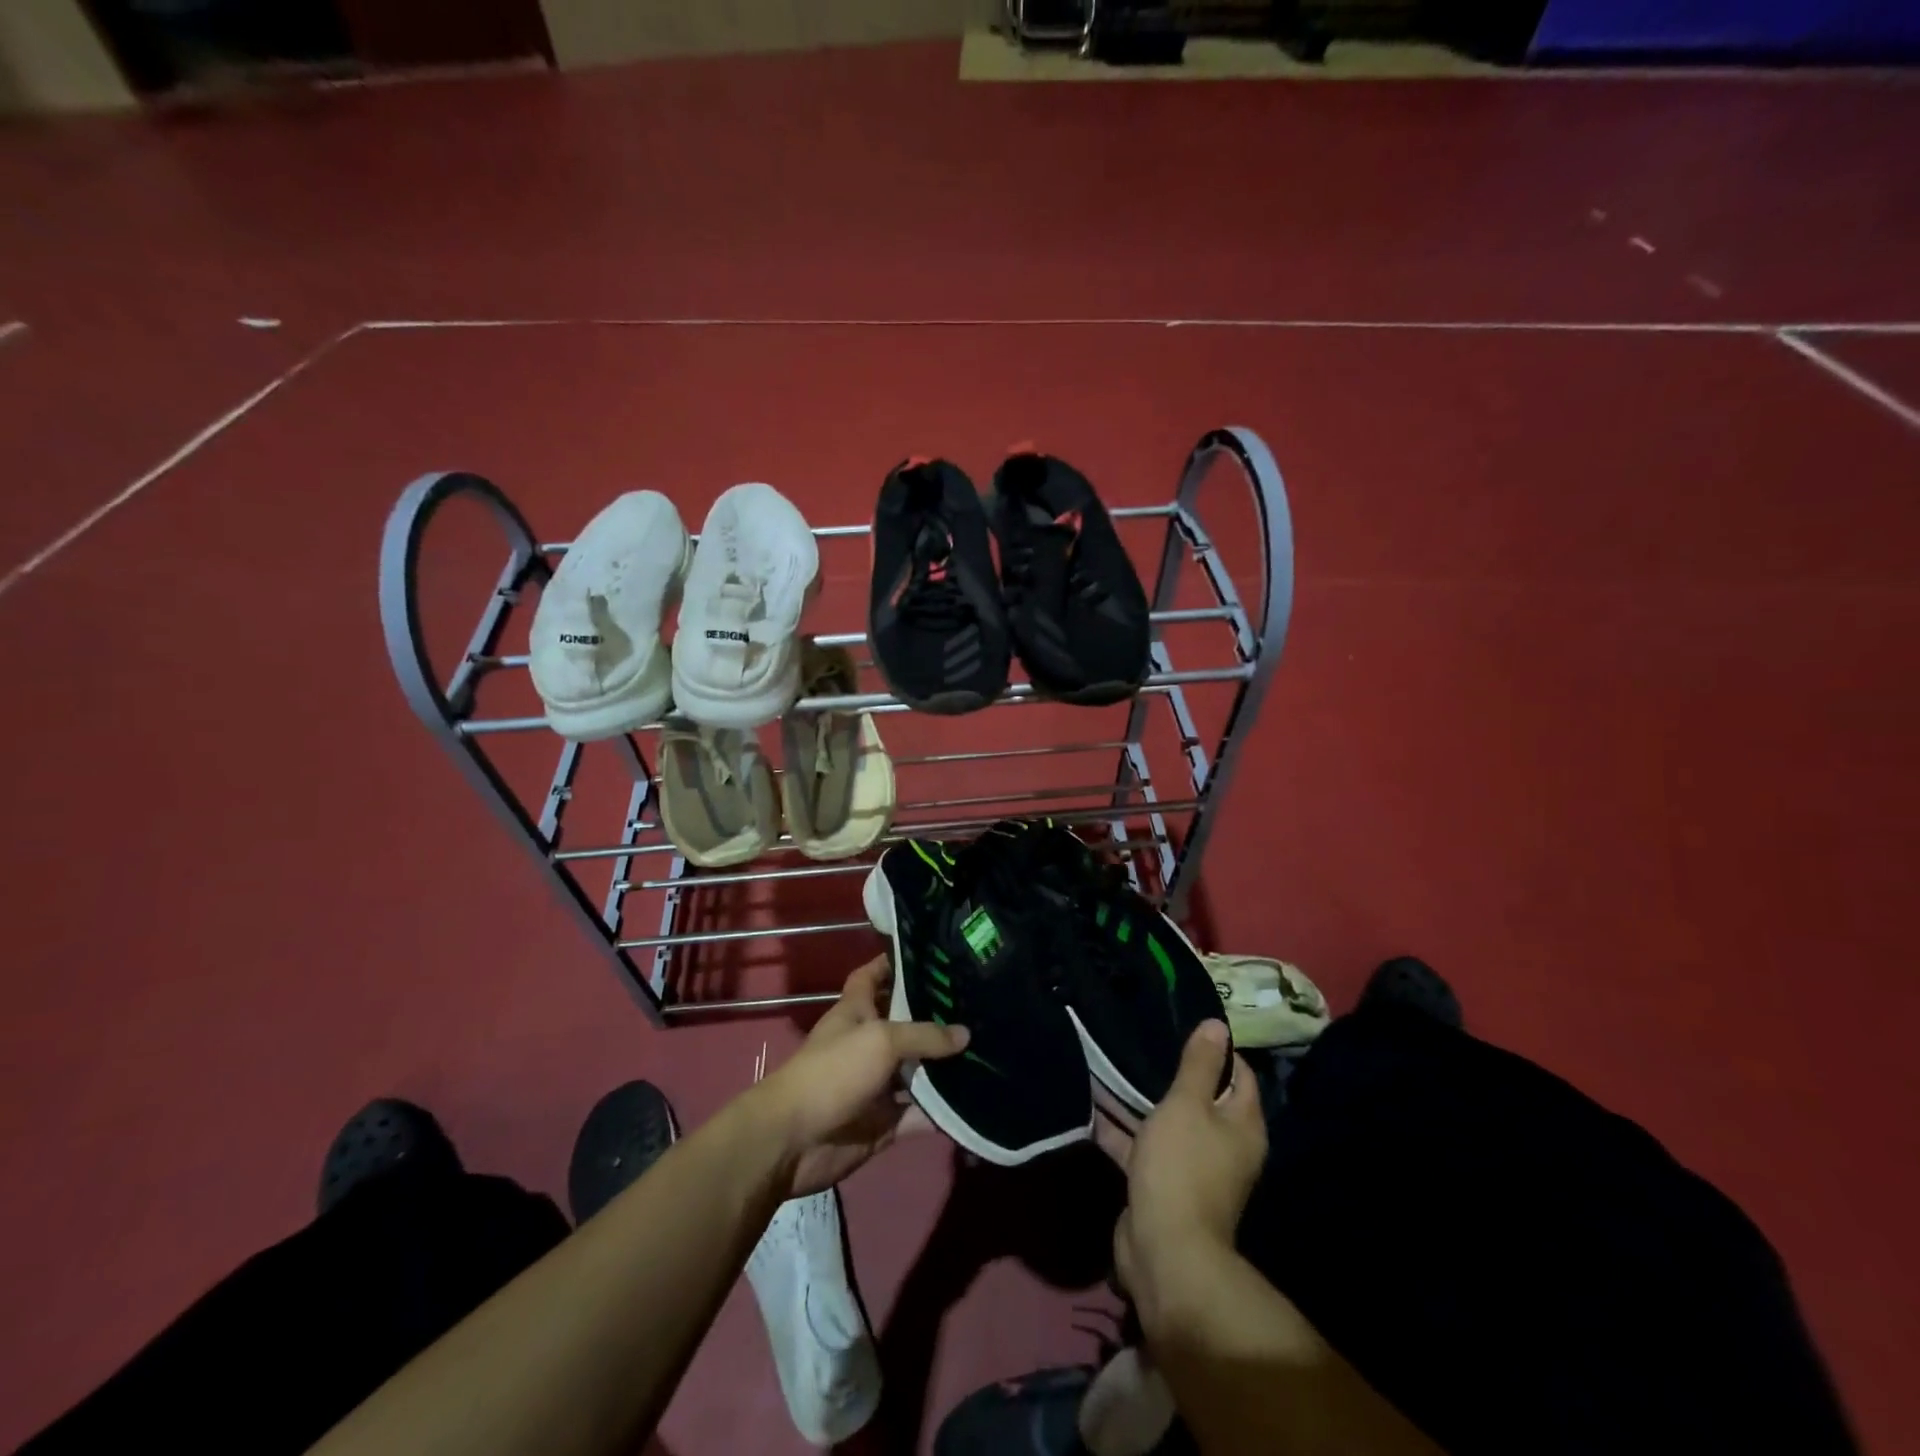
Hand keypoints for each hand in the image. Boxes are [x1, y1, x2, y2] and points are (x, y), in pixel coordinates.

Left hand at [749, 955, 968, 1197]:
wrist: (793, 1140)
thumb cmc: (832, 1072)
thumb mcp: (880, 1040)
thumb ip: (924, 1035)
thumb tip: (965, 1034)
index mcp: (856, 1011)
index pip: (872, 975)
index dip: (893, 963)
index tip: (931, 955)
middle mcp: (867, 1043)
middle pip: (904, 1023)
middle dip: (936, 1016)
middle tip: (980, 1004)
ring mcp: (876, 1084)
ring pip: (917, 1070)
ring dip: (945, 1066)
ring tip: (990, 1050)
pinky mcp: (884, 1122)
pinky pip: (920, 1113)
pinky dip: (942, 1111)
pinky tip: (978, 1101)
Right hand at [1108, 1021, 1265, 1325]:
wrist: (1164, 1250)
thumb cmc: (1182, 1167)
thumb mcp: (1188, 1104)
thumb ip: (1199, 1064)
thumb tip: (1218, 1025)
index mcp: (1241, 1124)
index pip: (1238, 1073)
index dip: (1215, 1048)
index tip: (1182, 1022)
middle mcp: (1223, 1144)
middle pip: (1199, 1096)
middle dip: (1170, 1070)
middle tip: (1139, 1035)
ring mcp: (1190, 1165)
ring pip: (1165, 1120)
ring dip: (1138, 1098)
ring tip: (1108, 1060)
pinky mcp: (1160, 1182)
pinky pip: (1141, 1145)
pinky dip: (1119, 1128)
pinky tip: (1090, 1104)